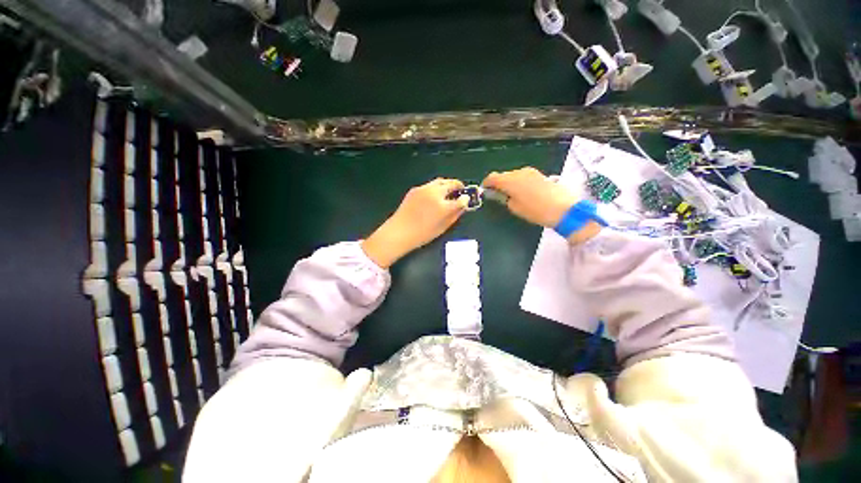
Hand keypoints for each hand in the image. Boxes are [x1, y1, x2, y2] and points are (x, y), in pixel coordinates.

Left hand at [362, 179, 469, 267]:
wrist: (399, 232)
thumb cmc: (423, 234)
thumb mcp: (443, 227)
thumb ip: (455, 214)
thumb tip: (463, 206)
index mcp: (443, 205)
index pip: (461, 198)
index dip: (466, 198)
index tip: (467, 199)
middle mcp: (434, 192)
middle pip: (450, 183)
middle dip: (457, 186)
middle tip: (460, 192)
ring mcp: (423, 189)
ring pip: (440, 181)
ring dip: (447, 185)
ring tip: (448, 192)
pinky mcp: (415, 189)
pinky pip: (429, 185)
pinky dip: (436, 187)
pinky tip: (434, 196)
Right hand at [482, 167, 579, 226]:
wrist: (564, 209)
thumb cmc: (536, 211)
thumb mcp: (515, 208)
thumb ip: (504, 198)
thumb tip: (499, 194)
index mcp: (510, 180)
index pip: (492, 177)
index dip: (487, 183)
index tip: (485, 190)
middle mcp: (519, 172)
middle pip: (503, 175)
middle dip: (498, 184)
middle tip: (497, 195)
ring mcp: (531, 172)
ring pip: (514, 175)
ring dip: (509, 183)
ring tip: (511, 195)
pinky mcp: (540, 174)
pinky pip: (524, 176)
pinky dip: (519, 183)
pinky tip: (522, 193)